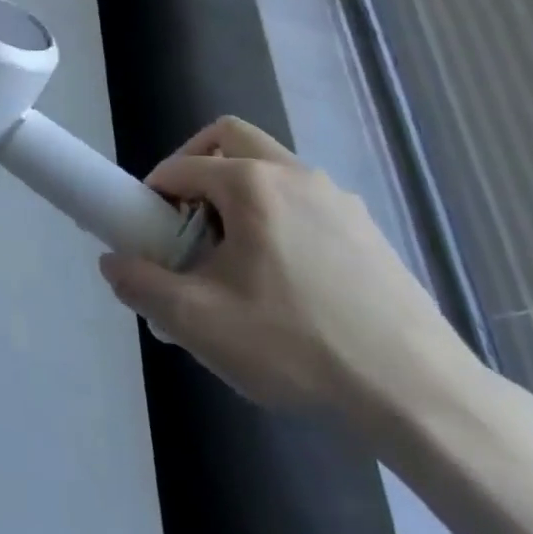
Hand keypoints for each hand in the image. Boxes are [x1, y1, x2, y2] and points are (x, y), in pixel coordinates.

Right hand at [98, 117, 480, 424]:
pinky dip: (278, 214)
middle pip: (230, 138)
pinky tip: (286, 279)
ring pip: (272, 167)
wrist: (420, 396)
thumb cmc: (298, 346)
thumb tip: (112, 262)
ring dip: (239, 192)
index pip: (181, 167)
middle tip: (186, 218)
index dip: (152, 194)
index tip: (148, 234)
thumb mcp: (199, 322)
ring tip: (235, 256)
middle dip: (196, 165)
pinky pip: (306, 200)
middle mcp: (295, 174)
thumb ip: (142, 284)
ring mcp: (339, 199)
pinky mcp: (369, 230)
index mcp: (251, 183)